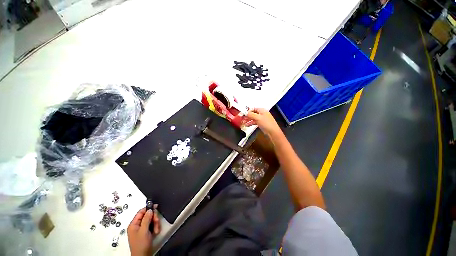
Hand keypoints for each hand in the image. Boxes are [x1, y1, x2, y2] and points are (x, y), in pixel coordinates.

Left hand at [128, 207, 160, 255]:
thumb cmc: (141, 244)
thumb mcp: (144, 231)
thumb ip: (146, 219)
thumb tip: (149, 209)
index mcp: (133, 224)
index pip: (141, 212)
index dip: (148, 208)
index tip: (156, 206)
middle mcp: (137, 226)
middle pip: (147, 216)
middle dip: (153, 218)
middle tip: (156, 222)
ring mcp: (142, 229)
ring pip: (151, 220)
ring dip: (155, 224)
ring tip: (156, 230)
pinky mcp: (146, 232)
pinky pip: (152, 225)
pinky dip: (155, 227)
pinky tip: (156, 232)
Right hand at [246, 108, 281, 136]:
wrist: (273, 132)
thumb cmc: (267, 123)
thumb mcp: (258, 118)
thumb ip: (251, 114)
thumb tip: (246, 113)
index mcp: (262, 110)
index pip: (253, 108)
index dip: (248, 111)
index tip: (244, 114)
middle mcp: (262, 113)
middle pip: (253, 113)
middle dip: (247, 116)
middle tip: (242, 118)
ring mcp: (261, 119)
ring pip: (253, 118)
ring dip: (248, 120)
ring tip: (243, 122)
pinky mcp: (261, 123)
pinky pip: (254, 122)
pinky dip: (251, 123)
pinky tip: (247, 125)